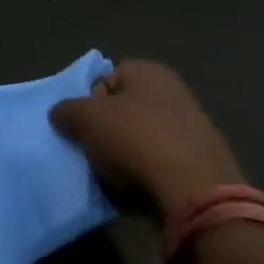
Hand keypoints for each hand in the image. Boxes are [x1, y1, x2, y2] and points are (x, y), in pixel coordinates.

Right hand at [49, 60, 242, 216]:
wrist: (195, 192)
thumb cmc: (135, 139)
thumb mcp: (85, 118)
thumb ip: (66, 111)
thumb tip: (61, 114)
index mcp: (148, 71)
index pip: (105, 78)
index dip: (89, 101)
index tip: (82, 126)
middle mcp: (173, 92)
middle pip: (124, 110)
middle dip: (106, 131)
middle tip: (93, 153)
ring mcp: (192, 129)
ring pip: (141, 140)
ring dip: (124, 157)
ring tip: (113, 177)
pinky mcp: (202, 165)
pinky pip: (161, 166)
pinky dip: (147, 177)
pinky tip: (137, 192)